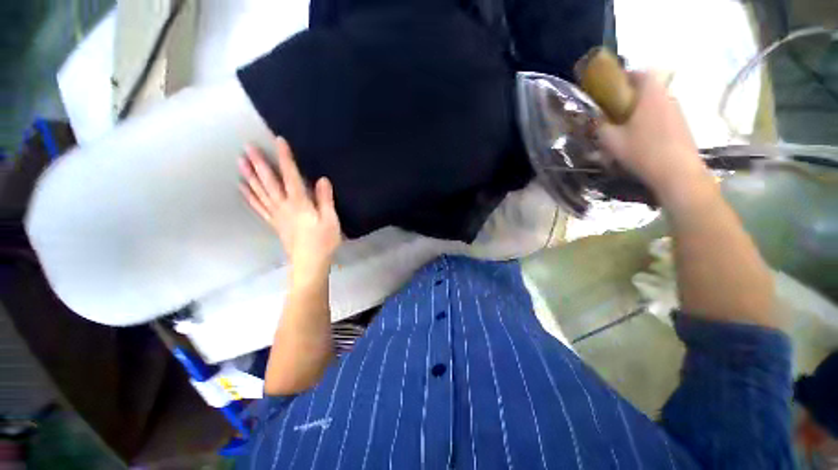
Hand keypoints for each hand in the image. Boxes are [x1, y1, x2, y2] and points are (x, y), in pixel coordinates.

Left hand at [239, 137, 341, 285]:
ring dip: (250, 176)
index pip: (291, 176)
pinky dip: (249, 196)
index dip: (285, 158)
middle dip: (259, 164)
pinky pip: (259, 207)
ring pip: (260, 192)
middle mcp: (284, 206)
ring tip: (240, 162)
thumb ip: (325, 200)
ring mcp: (276, 215)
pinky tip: (243, 188)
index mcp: (300, 203)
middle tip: (247, 147)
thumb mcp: (330, 220)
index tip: (279, 141)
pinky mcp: (274, 223)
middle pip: (270, 182)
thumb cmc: (324, 241)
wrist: (310, 262)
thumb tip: (322, 179)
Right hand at [598, 72, 708, 202]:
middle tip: (615, 112)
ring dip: (641, 111)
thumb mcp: (612, 140)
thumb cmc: (642, 151)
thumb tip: (595, 119)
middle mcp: (667, 97)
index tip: (612, 88)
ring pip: (655, 104)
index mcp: (650, 95)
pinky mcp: (682, 126)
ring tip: (627, 129)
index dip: (625, 77)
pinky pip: (663, 116)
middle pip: (648, 89)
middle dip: (631, 97)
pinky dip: (651, 122)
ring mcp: (677, 112)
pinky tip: (642, 140)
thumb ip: (600, 126)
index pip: (640, 73)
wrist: (677, 172)